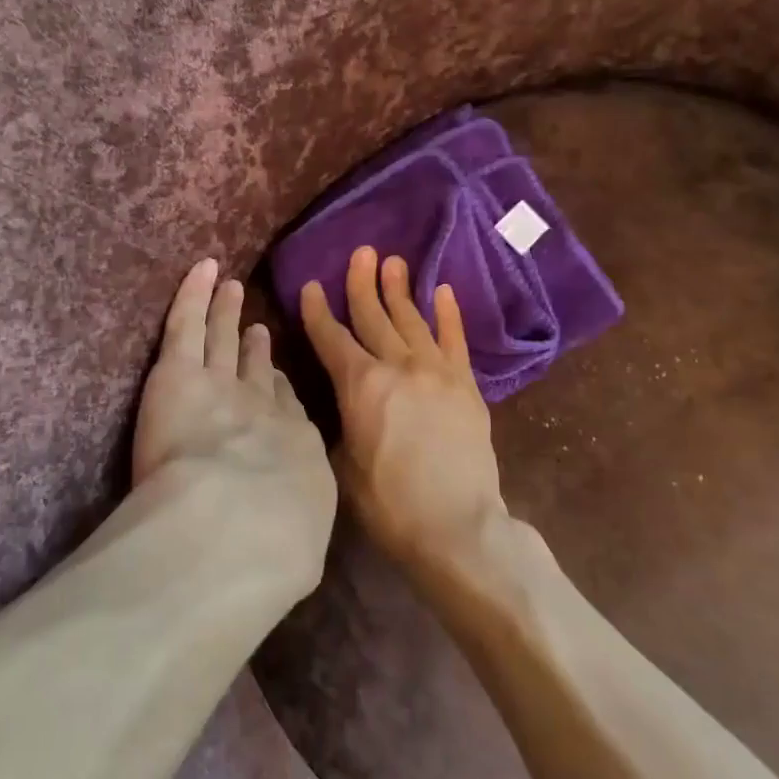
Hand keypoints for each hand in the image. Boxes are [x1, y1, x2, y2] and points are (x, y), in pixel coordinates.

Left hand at [134, 258, 336, 586]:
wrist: (241, 522)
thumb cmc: (275, 547)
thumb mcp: (297, 548)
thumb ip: (292, 535)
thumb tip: (291, 543)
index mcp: (293, 449)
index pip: (285, 409)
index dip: (277, 390)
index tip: (273, 379)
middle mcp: (262, 408)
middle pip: (257, 369)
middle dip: (257, 349)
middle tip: (256, 330)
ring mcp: (221, 383)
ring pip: (222, 339)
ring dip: (226, 313)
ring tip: (231, 291)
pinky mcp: (179, 372)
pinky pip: (187, 323)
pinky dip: (195, 293)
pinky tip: (202, 270)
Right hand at [301, 248, 508, 568]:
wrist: (456, 526)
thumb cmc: (389, 503)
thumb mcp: (342, 465)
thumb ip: (340, 423)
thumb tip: (343, 403)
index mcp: (360, 385)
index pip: (331, 338)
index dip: (318, 311)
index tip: (312, 286)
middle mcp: (397, 366)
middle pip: (374, 316)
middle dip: (362, 283)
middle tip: (360, 252)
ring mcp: (436, 371)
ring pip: (412, 320)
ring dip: (400, 289)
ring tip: (393, 261)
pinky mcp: (466, 385)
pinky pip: (455, 340)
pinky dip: (448, 314)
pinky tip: (442, 291)